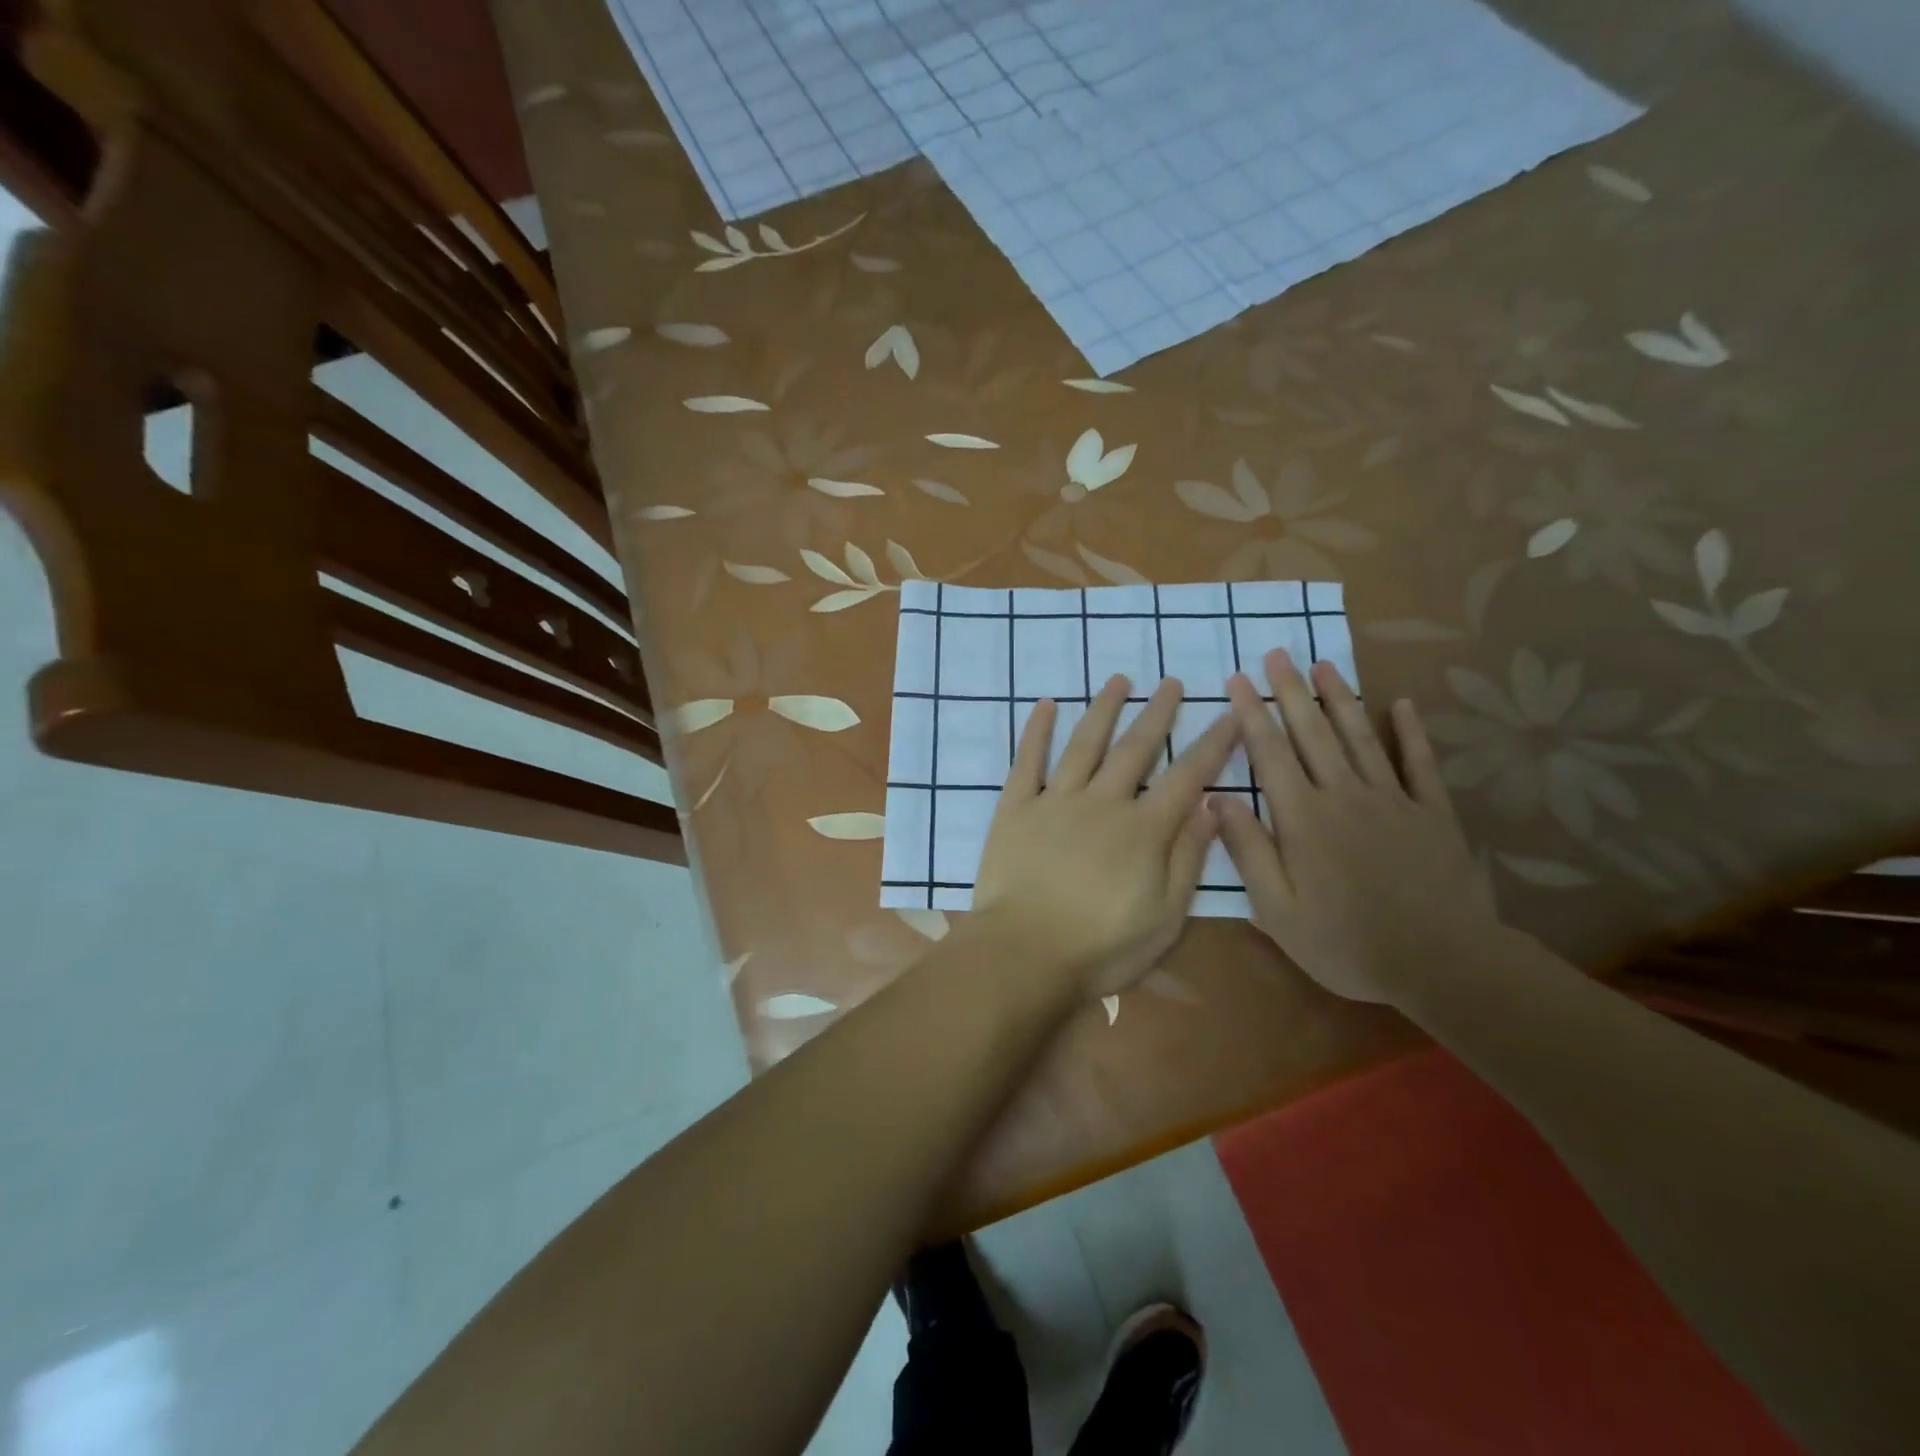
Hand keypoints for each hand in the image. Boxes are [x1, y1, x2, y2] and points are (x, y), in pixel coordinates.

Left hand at [971, 675, 1238, 1001]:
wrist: (1025, 953)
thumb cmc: (1101, 947)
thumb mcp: (1165, 917)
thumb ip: (1188, 859)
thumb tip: (1212, 809)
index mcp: (1144, 830)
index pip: (1187, 777)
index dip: (1212, 744)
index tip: (1231, 713)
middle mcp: (1103, 802)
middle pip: (1136, 749)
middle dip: (1158, 713)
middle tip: (1172, 683)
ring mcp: (1056, 801)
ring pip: (1085, 744)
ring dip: (1104, 709)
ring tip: (1120, 680)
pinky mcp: (1016, 808)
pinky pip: (1027, 761)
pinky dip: (1037, 731)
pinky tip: (1046, 705)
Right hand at [1214, 650, 1504, 1005]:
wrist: (1440, 963)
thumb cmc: (1345, 942)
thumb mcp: (1277, 909)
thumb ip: (1248, 849)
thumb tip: (1215, 797)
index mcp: (1303, 817)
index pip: (1270, 753)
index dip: (1252, 714)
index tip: (1239, 680)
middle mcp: (1344, 795)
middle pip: (1312, 733)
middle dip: (1291, 691)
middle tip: (1277, 653)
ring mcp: (1393, 800)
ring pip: (1360, 737)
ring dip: (1339, 698)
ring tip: (1324, 664)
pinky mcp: (1432, 813)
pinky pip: (1419, 763)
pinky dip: (1411, 732)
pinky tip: (1402, 705)